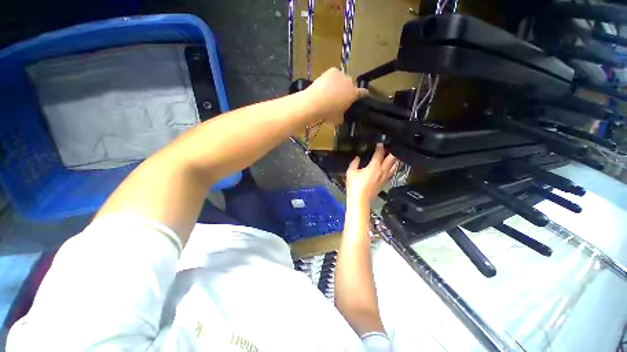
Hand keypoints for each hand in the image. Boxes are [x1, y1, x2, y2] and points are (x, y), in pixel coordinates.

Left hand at [306, 68, 367, 124]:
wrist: (315, 102)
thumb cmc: (328, 113)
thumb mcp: (337, 120)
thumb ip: (342, 116)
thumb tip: (341, 116)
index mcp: (353, 94)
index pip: (363, 93)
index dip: (363, 94)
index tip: (363, 95)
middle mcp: (349, 82)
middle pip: (351, 85)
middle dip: (347, 90)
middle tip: (339, 97)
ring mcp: (341, 75)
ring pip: (342, 79)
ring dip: (339, 84)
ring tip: (330, 91)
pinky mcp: (331, 71)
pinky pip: (334, 75)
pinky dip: (331, 79)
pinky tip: (325, 85)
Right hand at [346, 144, 397, 203]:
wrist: (360, 200)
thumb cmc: (354, 185)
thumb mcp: (351, 172)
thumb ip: (354, 163)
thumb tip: (357, 158)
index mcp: (374, 166)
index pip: (379, 154)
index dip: (380, 147)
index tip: (380, 143)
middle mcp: (382, 171)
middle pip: (392, 159)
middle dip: (392, 152)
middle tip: (389, 148)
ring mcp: (385, 178)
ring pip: (394, 166)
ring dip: (394, 160)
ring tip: (392, 156)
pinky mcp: (385, 183)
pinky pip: (392, 173)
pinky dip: (392, 168)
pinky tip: (390, 168)